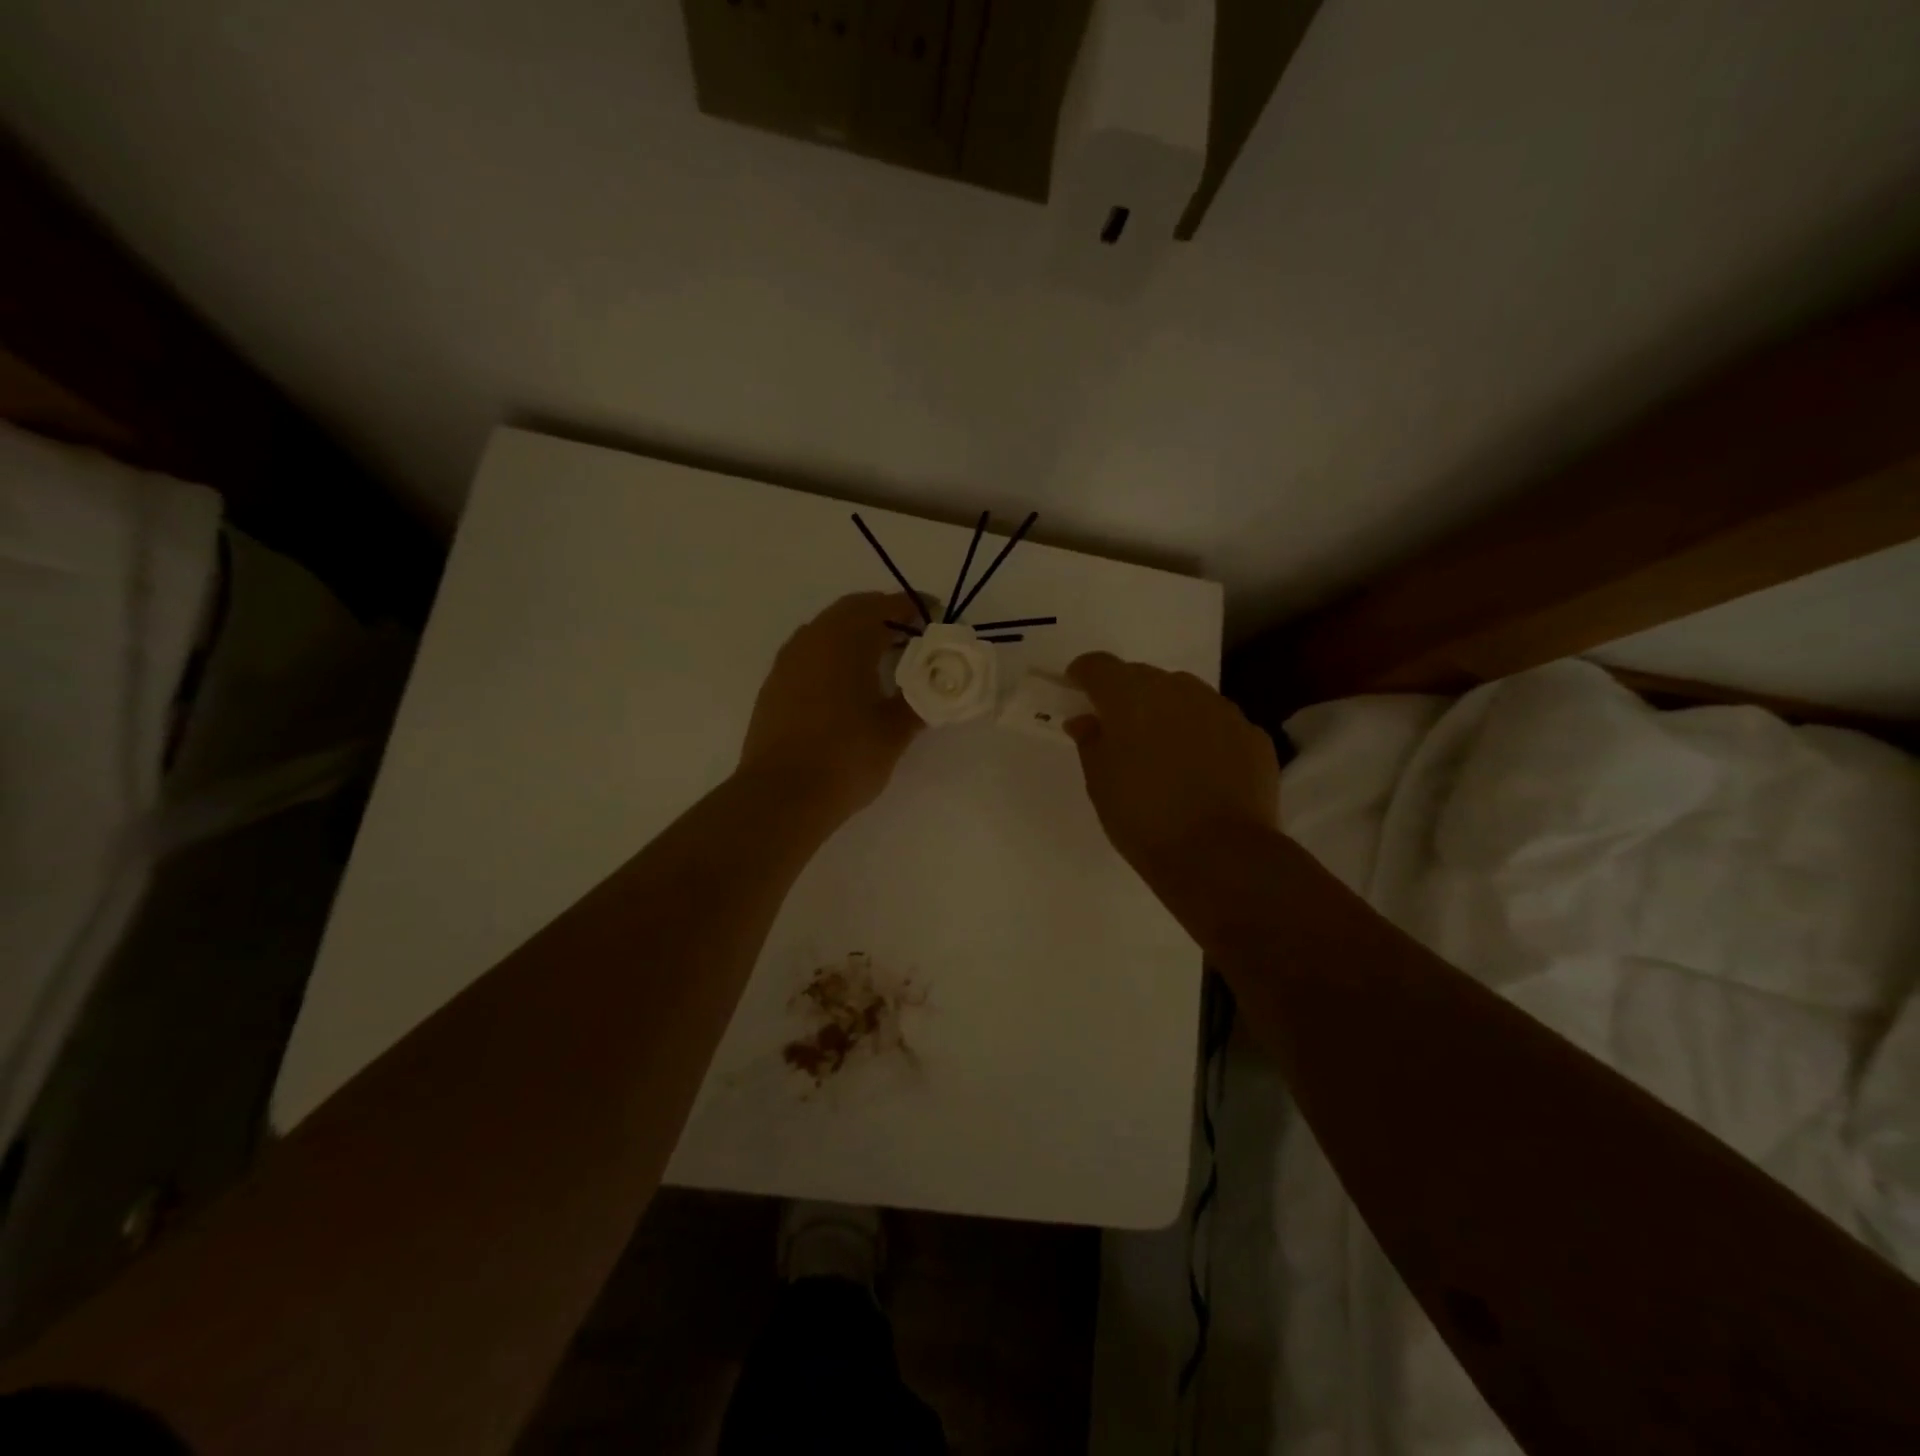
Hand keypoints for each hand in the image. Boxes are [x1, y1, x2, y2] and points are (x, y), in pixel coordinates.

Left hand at [739, 592, 924, 822]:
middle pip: (852, 611)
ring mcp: (788, 662)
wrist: (781, 796)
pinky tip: (848, 683)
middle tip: (912, 634)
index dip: (912, 607)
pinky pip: (810, 653)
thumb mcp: (894, 732)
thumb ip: (918, 701)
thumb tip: (935, 687)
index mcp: (845, 640)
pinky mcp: (774, 685)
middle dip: (884, 615)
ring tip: (883, 658)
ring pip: (826, 630)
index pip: (883, 606)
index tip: (934, 613)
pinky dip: (834, 654)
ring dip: (856, 634)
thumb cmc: (846, 758)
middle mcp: (812, 640)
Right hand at [1065, 652, 1279, 882]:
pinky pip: (1218, 723)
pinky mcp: (1252, 735)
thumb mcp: (1100, 783)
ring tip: (1164, 751)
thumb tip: (1086, 720)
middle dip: (1127, 695)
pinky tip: (1201, 770)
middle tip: (1119, 730)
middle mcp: (1178, 690)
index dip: (1084, 674)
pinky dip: (1203, 735)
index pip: (1099, 666)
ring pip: (1185, 696)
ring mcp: (1221, 709)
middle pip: (1144, 677)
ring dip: (1168, 712)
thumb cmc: (1143, 819)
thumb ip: (1091, 741)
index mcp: (1131, 697)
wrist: (1220, 856)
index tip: (1077, 691)